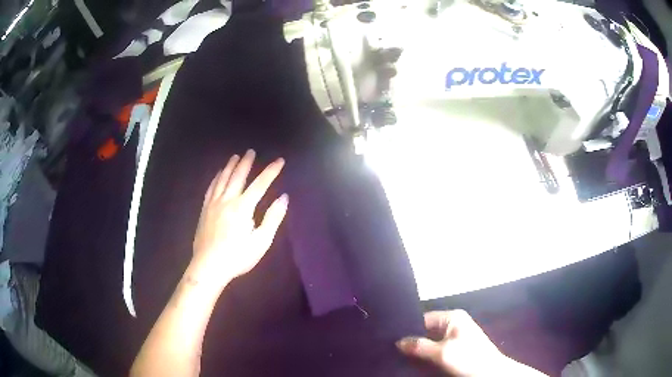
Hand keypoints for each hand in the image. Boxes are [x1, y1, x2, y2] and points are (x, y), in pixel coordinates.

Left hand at [191, 149, 287, 289]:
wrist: (209, 266)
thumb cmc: (237, 257)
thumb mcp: (261, 242)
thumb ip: (273, 218)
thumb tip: (284, 198)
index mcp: (243, 208)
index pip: (260, 184)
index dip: (271, 171)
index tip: (280, 161)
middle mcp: (227, 200)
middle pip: (238, 176)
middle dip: (246, 163)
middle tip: (251, 151)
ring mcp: (213, 204)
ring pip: (223, 179)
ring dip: (230, 166)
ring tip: (235, 156)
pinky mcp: (205, 210)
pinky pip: (211, 188)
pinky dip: (216, 178)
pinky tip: (218, 174)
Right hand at [396, 310, 509, 376]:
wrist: (491, 374)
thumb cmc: (468, 359)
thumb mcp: (442, 353)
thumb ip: (419, 346)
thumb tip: (397, 342)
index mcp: (452, 318)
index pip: (423, 318)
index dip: (407, 328)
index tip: (389, 338)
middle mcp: (453, 324)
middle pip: (426, 330)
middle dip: (411, 340)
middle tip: (392, 350)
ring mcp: (456, 337)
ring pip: (430, 342)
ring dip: (418, 350)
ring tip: (399, 356)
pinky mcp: (457, 349)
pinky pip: (436, 350)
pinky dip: (426, 355)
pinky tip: (414, 362)